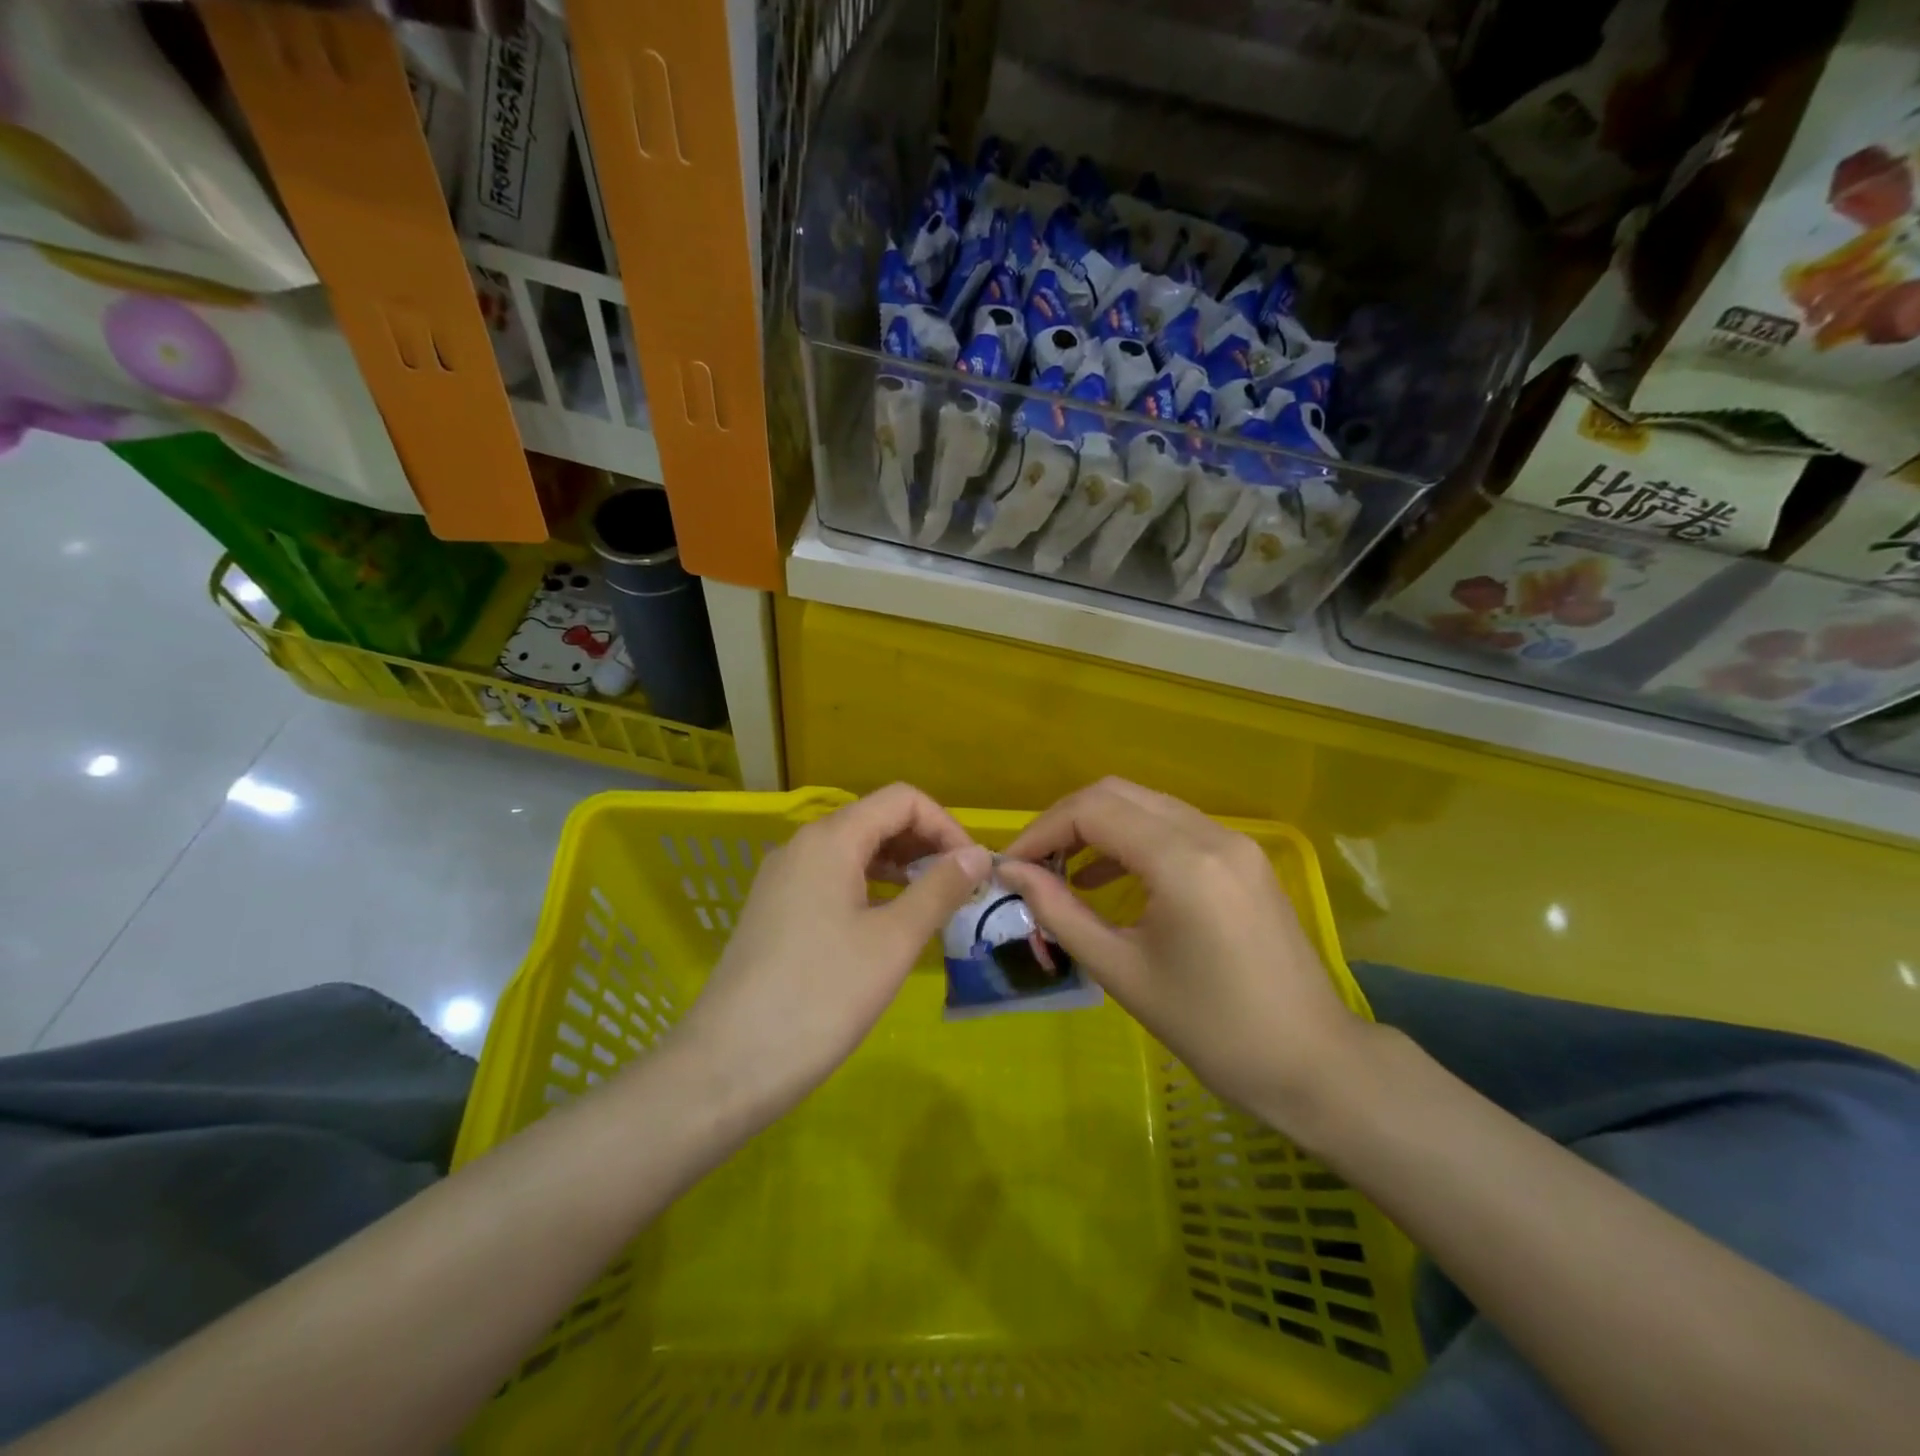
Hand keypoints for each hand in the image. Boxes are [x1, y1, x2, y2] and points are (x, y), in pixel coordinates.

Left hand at [672, 783, 991, 1120]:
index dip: (945, 825)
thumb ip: (938, 889)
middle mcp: (802, 846)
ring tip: (933, 907)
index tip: (972, 870)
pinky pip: (832, 880)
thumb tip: (977, 854)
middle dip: (925, 845)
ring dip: (899, 868)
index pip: (901, 800)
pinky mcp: (774, 910)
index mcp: (830, 839)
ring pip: (853, 852)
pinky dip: (870, 889)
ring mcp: (783, 879)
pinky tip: (888, 926)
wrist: (727, 1065)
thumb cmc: (821, 996)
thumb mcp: (893, 942)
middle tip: (959, 889)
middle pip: (876, 820)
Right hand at [998, 778, 1369, 1126]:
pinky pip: (1173, 828)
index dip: (1041, 831)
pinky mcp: (1243, 858)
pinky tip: (1108, 880)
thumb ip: (1059, 912)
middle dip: (1065, 822)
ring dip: (1098, 827)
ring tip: (1061, 872)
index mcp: (1183, 862)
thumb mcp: (1121, 971)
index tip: (1010, 867)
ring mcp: (1234, 842)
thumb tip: (1011, 872)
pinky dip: (1132, 840)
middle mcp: (1211, 834)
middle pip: (1117, 794)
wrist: (1311, 1064)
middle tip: (1032, 865)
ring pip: (1146, 805)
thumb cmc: (1211, 1029)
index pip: (1092, 811)